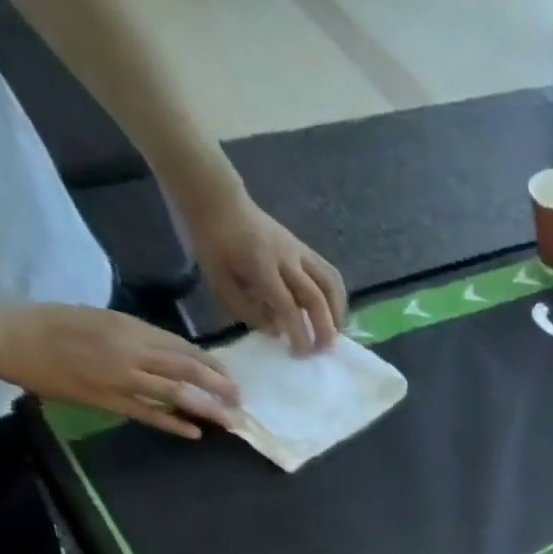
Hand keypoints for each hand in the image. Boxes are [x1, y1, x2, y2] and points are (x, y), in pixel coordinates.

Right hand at [0, 303, 238, 438]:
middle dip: (220, 387)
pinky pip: (149, 415)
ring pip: (177, 394)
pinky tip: (195, 432)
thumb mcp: (100, 319)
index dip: (213, 365)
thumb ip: (137, 336)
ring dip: (208, 408)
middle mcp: (130, 350)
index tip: (229, 377)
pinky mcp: (106, 399)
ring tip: (230, 419)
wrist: (3, 334)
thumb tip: (174, 355)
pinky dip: (175, 424)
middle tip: (240, 400)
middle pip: (189, 371)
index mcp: (129, 327)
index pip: (184, 348)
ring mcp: (120, 376)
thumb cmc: (50, 323)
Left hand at [181, 188, 345, 354]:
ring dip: (338, 314)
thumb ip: (246, 309)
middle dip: (324, 329)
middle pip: (317, 298)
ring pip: (331, 286)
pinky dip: (338, 298)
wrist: (218, 200)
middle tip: (322, 352)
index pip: (288, 306)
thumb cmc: (213, 242)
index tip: (299, 354)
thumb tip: (276, 332)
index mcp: (260, 265)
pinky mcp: (306, 250)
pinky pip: (331, 276)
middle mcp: (287, 259)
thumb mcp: (217, 279)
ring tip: (334, 334)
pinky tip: (334, 313)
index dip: (298, 333)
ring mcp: (300, 252)